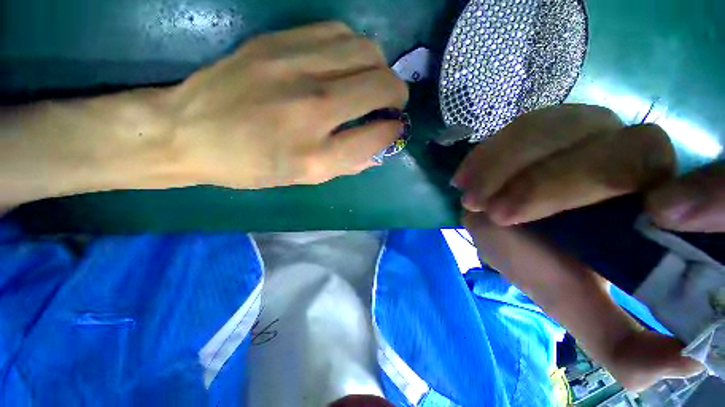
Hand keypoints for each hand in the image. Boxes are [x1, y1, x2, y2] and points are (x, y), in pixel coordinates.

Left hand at [168, 21, 407, 188]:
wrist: (189, 132)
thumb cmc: (251, 166)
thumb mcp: (304, 179)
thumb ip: (346, 165)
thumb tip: (377, 151)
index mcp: (317, 155)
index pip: (378, 135)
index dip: (393, 130)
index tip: (394, 128)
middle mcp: (313, 110)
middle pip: (381, 84)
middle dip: (397, 94)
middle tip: (391, 102)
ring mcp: (294, 69)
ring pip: (366, 50)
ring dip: (379, 67)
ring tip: (371, 81)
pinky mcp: (278, 42)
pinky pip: (338, 32)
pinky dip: (354, 48)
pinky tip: (346, 63)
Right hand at [456, 104, 714, 389]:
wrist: (510, 231)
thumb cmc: (548, 268)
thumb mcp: (584, 310)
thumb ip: (629, 349)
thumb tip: (684, 365)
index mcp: (641, 191)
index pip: (640, 161)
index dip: (597, 184)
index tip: (550, 217)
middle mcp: (611, 147)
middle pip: (591, 142)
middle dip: (539, 183)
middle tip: (492, 214)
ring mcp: (567, 131)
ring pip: (542, 129)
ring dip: (500, 164)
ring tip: (470, 197)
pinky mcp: (527, 132)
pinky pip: (509, 131)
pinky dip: (484, 154)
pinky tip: (464, 177)